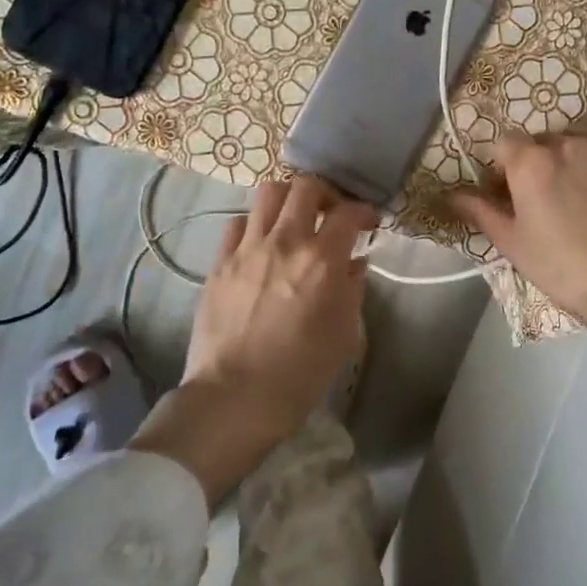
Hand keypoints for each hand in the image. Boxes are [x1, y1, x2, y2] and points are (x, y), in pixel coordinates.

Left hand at [131, 177, 373, 503]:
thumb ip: (352, 290)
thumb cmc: (299, 374)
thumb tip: (354, 262)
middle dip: (324, 193)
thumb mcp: (343, 336)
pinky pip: (236, 224)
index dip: (363, 211)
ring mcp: (247, 249)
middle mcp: (285, 242)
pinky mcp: (218, 262)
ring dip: (287, 200)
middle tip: (329, 212)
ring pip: (267, 194)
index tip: (367, 222)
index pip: (347, 212)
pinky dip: (253, 224)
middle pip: (305, 187)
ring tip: (293, 219)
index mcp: (321, 260)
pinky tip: (259, 243)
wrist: (234, 398)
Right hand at [452, 105, 586, 336]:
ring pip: (579, 134)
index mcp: (530, 163)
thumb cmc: (563, 267)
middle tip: (547, 199)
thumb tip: (451, 194)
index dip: (504, 168)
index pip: (505, 144)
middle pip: (543, 141)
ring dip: (574, 153)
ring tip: (583, 187)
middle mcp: (565, 142)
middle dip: (539, 163)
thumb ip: (481, 211)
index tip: (510, 193)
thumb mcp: (512, 244)